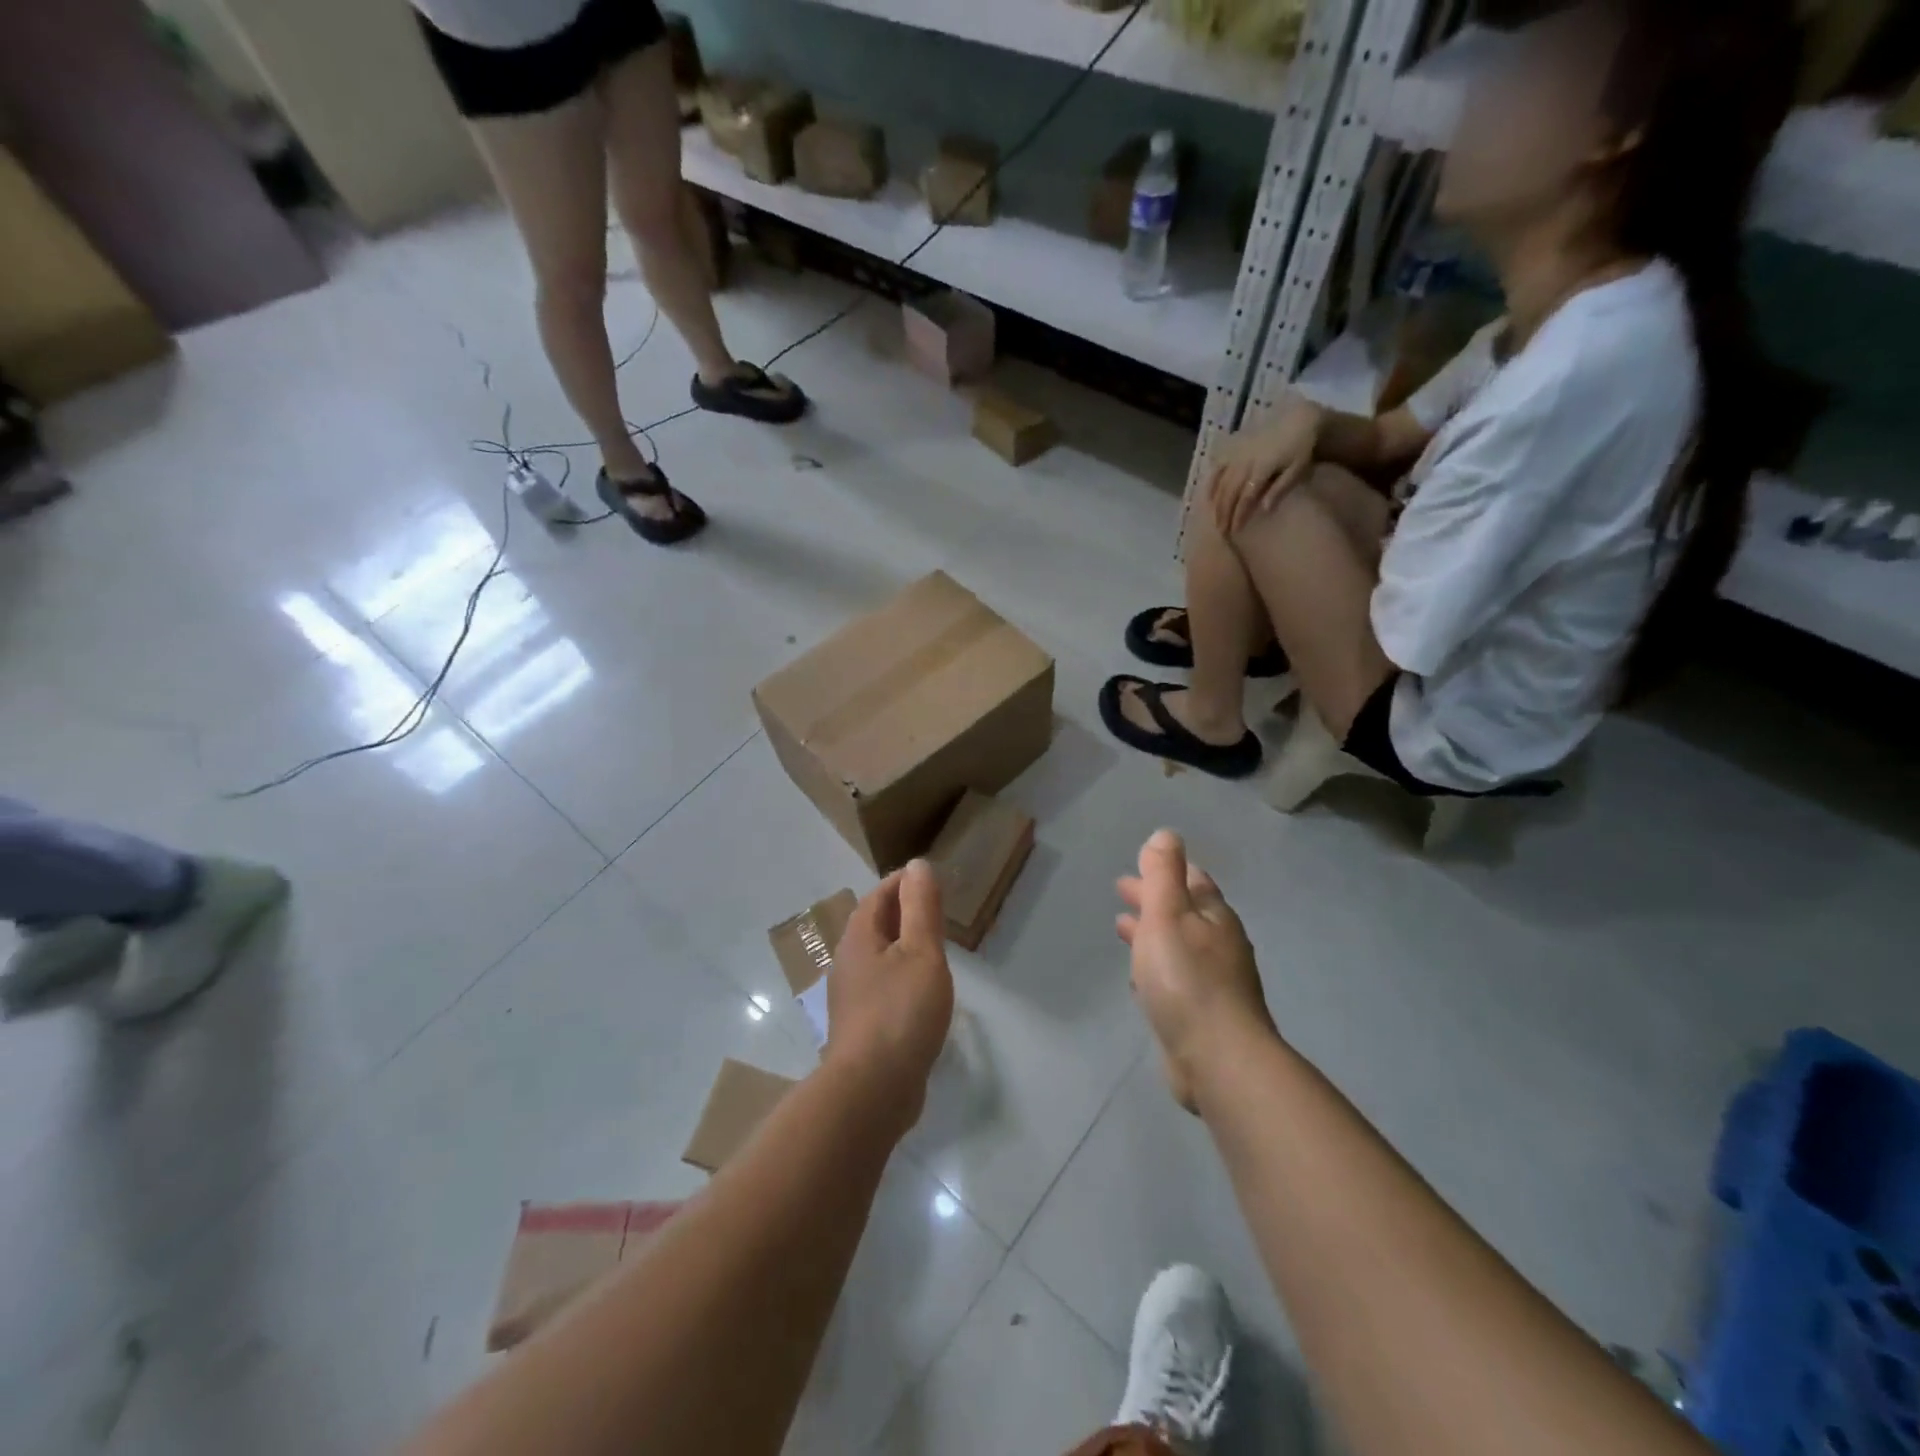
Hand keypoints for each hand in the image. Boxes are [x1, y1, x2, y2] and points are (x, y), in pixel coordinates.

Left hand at [826, 861, 954, 1128]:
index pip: (879, 895)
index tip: (929, 876)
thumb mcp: (920, 951)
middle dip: (902, 911)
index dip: (903, 882)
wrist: (871, 1091)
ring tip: (933, 947)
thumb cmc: (900, 1012)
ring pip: (878, 957)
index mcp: (859, 938)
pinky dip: (902, 975)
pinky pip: (883, 986)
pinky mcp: (861, 1027)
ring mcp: (852, 997)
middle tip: (936, 908)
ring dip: (902, 945)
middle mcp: (848, 962)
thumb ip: (921, 907)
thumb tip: (918, 865)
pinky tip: (921, 992)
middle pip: (875, 924)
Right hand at [1116, 830, 1275, 1113]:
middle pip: (1184, 912)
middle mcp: (1219, 946)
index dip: (1167, 870)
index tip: (1142, 864)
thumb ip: (1163, 874)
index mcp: (1214, 917)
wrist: (1216, 1059)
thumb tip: (1166, 834)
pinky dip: (1154, 966)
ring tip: (1122, 927)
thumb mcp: (1168, 914)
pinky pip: (1172, 979)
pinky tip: (1137, 977)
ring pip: (1177, 946)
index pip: (1193, 881)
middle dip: (1154, 899)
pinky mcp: (1201, 1016)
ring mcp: (1213, 983)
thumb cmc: (1186, 978)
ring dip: (1151, 932)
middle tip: (1122, 890)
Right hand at [1208, 397, 1323, 538]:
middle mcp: (1246, 461)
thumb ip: (1280, 488)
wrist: (1299, 419)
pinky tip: (1208, 495)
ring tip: (1214, 518)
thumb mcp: (1297, 469)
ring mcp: (1238, 453)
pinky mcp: (1234, 447)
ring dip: (1216, 502)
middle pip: (1230, 491)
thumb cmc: (1301, 448)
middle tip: (1221, 530)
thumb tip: (1264, 509)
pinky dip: (1211, 481)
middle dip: (1224, 512)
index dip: (1239, 515)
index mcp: (1262, 467)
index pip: (1246, 496)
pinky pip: (1218, 465)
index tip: (1235, 530)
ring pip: (1221, 481)